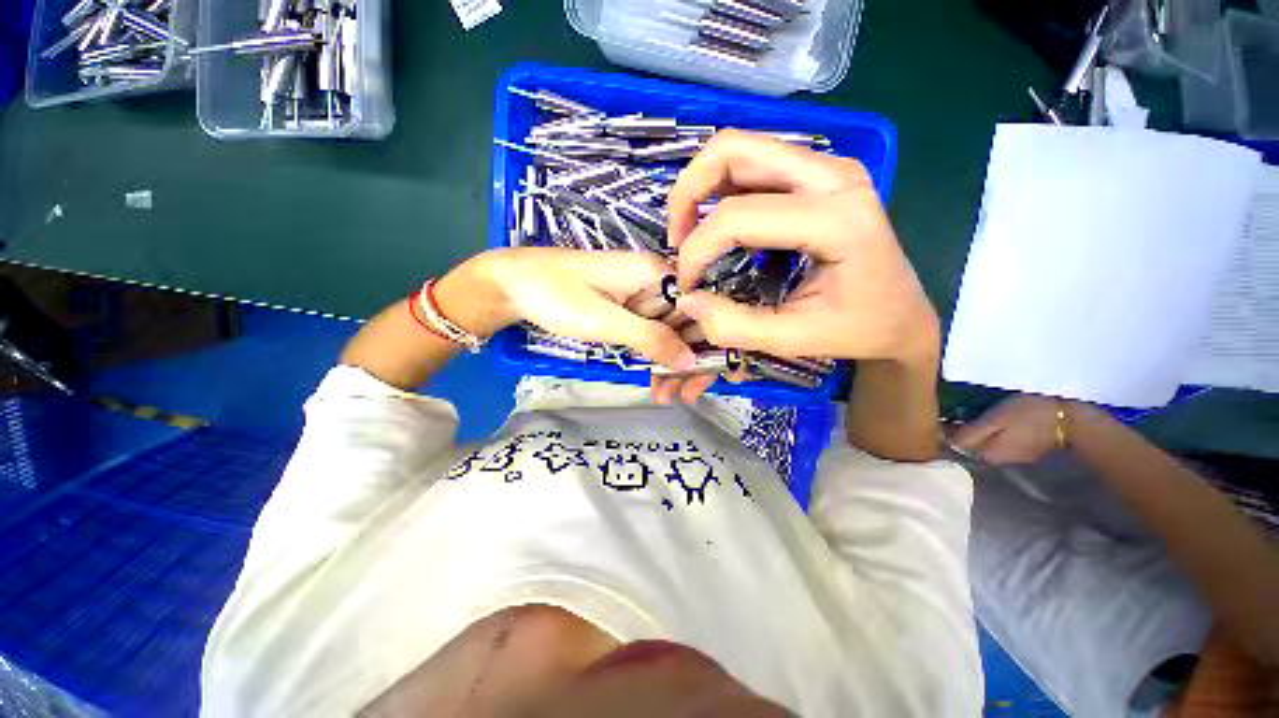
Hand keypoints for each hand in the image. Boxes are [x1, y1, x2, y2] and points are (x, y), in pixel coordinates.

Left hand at [438, 248, 695, 370]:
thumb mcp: (606, 321)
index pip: (700, 307)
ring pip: (670, 330)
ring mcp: (640, 294)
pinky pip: (650, 331)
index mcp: (656, 271)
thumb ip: (652, 339)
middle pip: (688, 321)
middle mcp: (655, 279)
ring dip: (670, 362)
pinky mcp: (626, 307)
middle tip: (683, 395)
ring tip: (665, 394)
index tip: (702, 377)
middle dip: (688, 359)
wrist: (511, 285)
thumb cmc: (557, 296)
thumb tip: (692, 361)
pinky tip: (652, 377)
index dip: (707, 342)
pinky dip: (652, 355)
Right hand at [653, 130, 939, 402]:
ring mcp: (827, 167)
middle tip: (678, 240)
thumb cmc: (858, 328)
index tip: (687, 285)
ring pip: (739, 149)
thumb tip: (688, 301)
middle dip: (687, 194)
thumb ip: (735, 326)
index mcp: (835, 218)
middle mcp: (832, 175)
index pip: (739, 216)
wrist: (903, 315)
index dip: (697, 250)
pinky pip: (753, 164)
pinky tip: (717, 227)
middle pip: (733, 150)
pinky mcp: (817, 174)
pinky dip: (721, 191)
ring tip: (691, 235)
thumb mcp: (794, 339)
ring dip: (701, 189)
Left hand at [950, 394, 1066, 464]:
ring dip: (979, 429)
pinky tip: (997, 417)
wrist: (1072, 418)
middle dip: (962, 429)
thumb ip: (972, 433)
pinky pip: (1003, 440)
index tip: (944, 413)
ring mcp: (1016, 455)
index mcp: (988, 454)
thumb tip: (948, 441)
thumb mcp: (995, 420)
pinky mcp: (1030, 449)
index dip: (948, 428)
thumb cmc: (1029, 415)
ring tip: (974, 409)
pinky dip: (995, 430)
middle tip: (957, 409)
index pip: (958, 444)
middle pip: (972, 444)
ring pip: (987, 442)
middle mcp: (1000, 460)